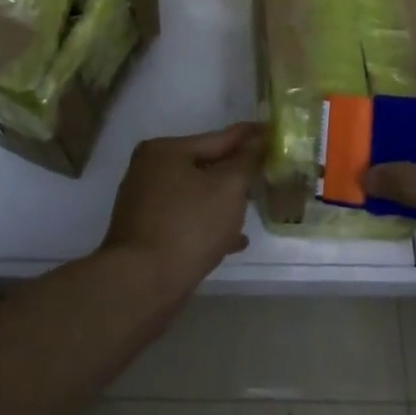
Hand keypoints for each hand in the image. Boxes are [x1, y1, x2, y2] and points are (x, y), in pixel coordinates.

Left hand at [103, 122, 265, 288]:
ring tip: (254, 205)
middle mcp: (149, 171)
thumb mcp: (228, 187)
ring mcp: (145, 204)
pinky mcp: (147, 233)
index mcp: (165, 151)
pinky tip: (235, 240)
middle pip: (204, 166)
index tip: (272, 131)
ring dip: (223, 201)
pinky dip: (209, 225)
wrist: (142, 283)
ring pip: (196, 195)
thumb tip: (260, 138)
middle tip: (266, 171)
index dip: (248, 136)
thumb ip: (247, 160)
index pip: (218, 138)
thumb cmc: (189, 225)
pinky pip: (186, 220)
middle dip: (235, 172)